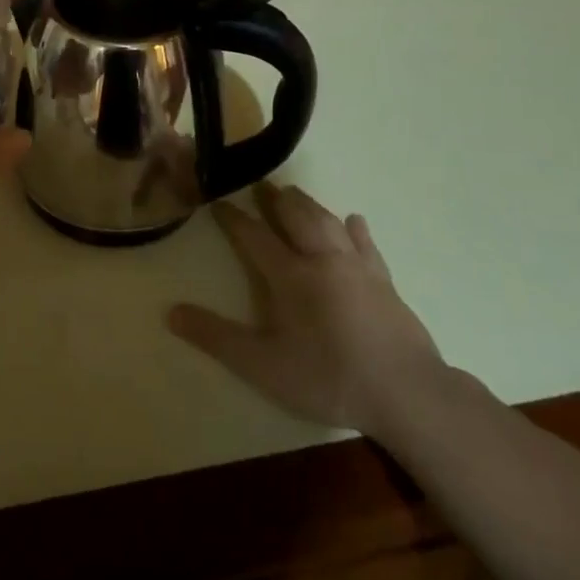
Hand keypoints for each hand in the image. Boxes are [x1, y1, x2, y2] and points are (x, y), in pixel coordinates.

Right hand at [169, 185, 446, 438]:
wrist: (408, 393)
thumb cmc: (329, 378)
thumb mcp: (263, 367)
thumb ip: (217, 338)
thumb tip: (171, 312)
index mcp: (291, 275)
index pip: (254, 236)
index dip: (233, 218)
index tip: (218, 202)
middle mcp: (322, 259)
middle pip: (295, 216)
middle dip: (274, 199)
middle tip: (260, 185)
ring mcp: (357, 267)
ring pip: (328, 221)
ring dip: (308, 204)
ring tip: (294, 194)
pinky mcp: (385, 280)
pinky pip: (366, 243)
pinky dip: (355, 228)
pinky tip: (354, 220)